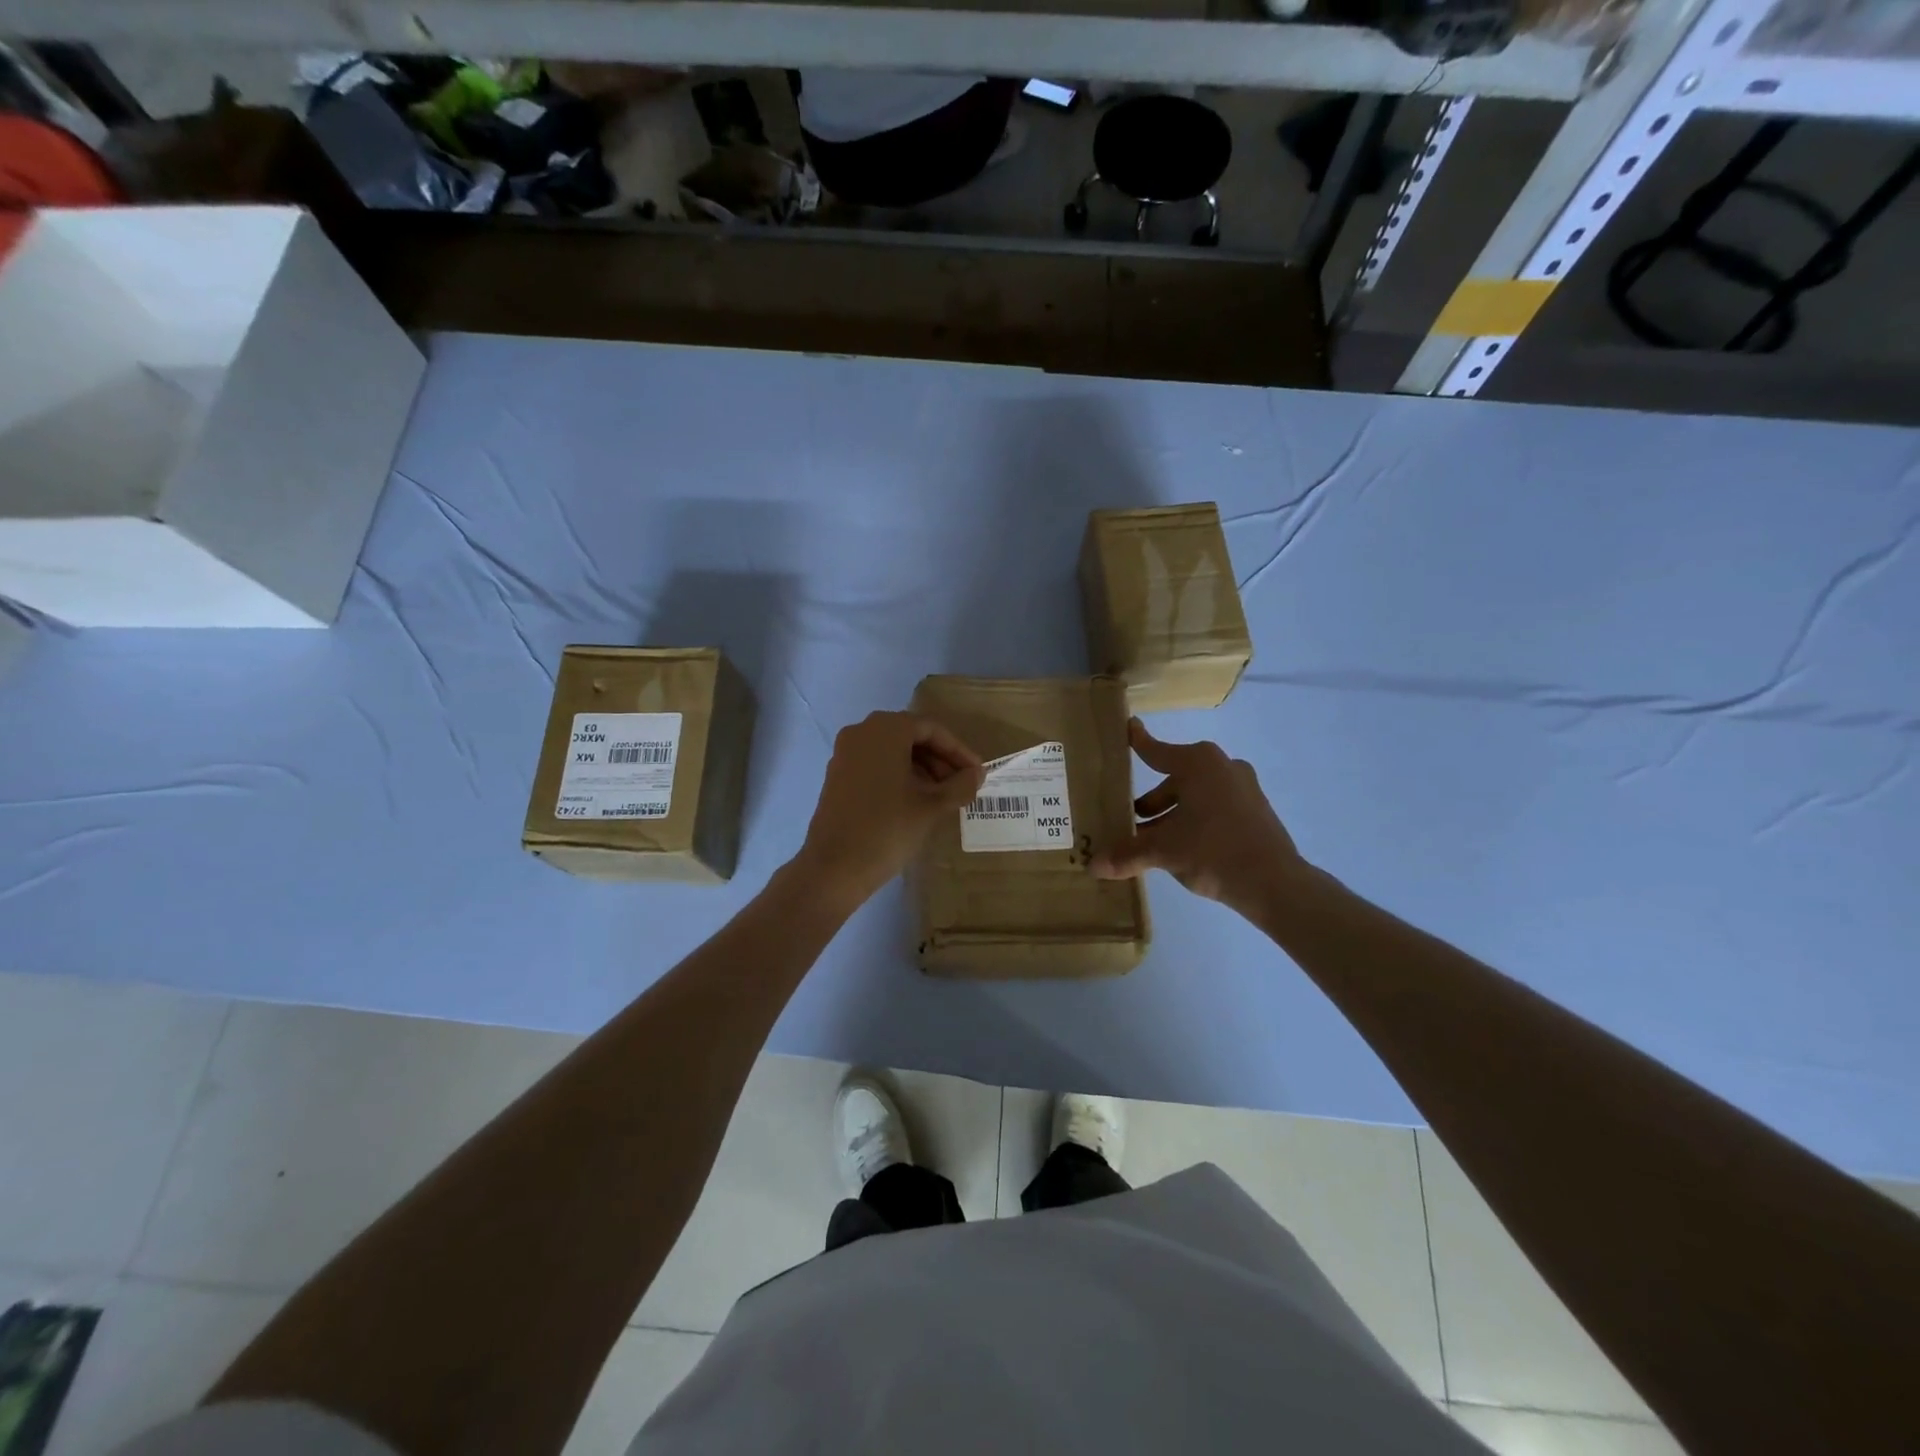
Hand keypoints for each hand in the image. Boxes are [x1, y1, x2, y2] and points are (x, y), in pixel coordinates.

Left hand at [796, 711, 985, 908]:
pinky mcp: (837, 775)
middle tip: (962, 785)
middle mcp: (861, 732)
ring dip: (921, 769)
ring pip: (893, 751)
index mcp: (886, 730)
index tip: (977, 774)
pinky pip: (875, 764)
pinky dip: (899, 776)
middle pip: (911, 736)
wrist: (834, 867)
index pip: (931, 729)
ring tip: (942, 797)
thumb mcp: (932, 807)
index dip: (958, 751)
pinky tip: (915, 801)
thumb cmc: (888, 829)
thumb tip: (977, 775)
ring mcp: (845, 754)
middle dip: (940, 759)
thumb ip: (960, 785)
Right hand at [1091, 719, 1306, 917]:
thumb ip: (1128, 854)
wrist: (1275, 882)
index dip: (1138, 741)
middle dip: (1152, 801)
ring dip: (1172, 815)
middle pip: (1175, 779)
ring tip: (1152, 841)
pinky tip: (1183, 849)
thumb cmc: (1213, 850)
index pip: (1156, 750)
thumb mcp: (1163, 851)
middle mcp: (1221, 767)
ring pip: (1195, 796)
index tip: (1128, 726)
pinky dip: (1195, 821)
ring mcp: (1243, 788)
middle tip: (1130, 819)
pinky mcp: (1255, 811)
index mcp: (1198, 764)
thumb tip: (1093, 865)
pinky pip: (1215, 808)